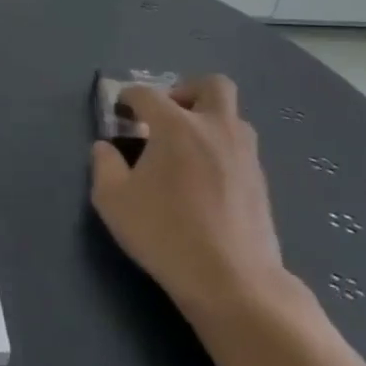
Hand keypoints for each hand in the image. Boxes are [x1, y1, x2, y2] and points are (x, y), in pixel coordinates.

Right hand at [88, 77, 284, 321]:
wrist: (233, 280)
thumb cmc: (164, 233)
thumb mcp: (113, 200)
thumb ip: (104, 165)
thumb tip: (105, 147)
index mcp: (176, 126)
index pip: (147, 94)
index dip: (128, 98)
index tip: (120, 112)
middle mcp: (215, 128)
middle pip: (212, 85)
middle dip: (186, 91)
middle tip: (166, 116)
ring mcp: (244, 154)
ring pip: (232, 117)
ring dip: (207, 121)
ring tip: (184, 150)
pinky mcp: (261, 181)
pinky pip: (239, 147)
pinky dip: (220, 149)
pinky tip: (203, 180)